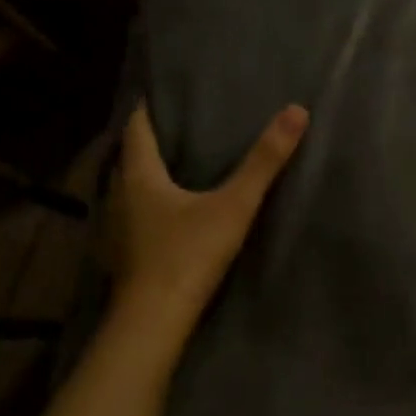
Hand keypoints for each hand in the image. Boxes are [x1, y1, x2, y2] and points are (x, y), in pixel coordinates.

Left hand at [109, 102, 308, 347]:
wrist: (154, 321)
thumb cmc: (188, 254)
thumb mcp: (234, 206)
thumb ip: (264, 162)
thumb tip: (295, 111)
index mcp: (140, 177)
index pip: (137, 129)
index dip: (147, 109)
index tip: (160, 94)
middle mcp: (120, 196)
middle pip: (131, 159)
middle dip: (151, 141)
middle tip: (178, 126)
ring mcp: (119, 229)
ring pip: (131, 190)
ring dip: (149, 176)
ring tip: (177, 165)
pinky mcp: (125, 255)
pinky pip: (136, 217)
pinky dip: (150, 206)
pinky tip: (171, 214)